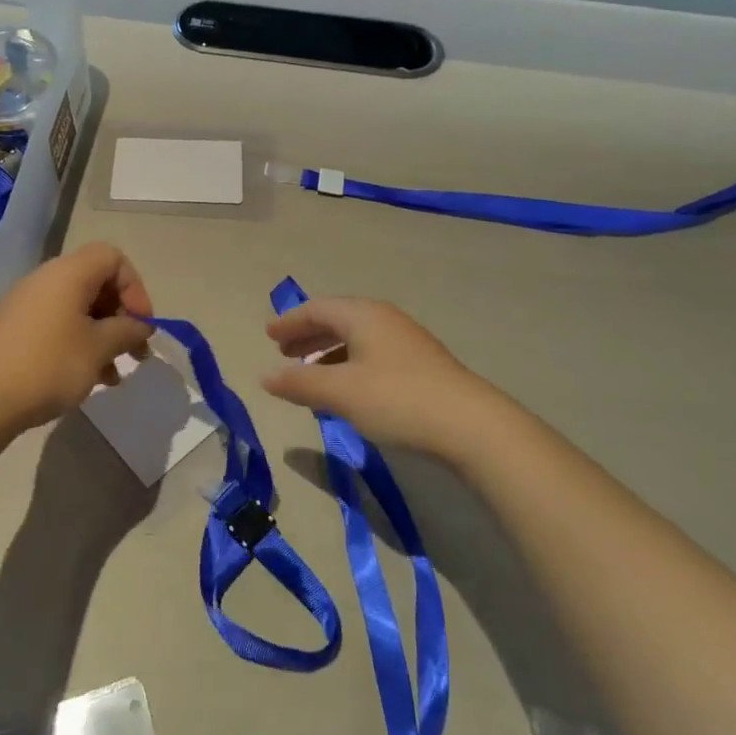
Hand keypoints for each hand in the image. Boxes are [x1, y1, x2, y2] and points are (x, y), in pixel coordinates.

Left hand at [0, 242, 155, 434]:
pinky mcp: (14, 328)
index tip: (141, 324)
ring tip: (113, 374)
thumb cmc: (49, 365)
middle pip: (96, 282)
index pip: (112, 258)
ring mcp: (26, 304)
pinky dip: (78, 343)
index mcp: (69, 273)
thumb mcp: (99, 348)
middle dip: (120, 315)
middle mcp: (46, 279)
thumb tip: (140, 326)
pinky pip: (57, 324)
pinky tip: (86, 377)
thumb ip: (127, 331)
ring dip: (102, 335)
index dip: (135, 287)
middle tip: (134, 350)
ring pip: (77, 308)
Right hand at [262, 297, 509, 461]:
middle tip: (284, 352)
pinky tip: (346, 390)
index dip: (290, 321)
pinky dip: (348, 364)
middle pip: (337, 320)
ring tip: (310, 374)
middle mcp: (384, 319)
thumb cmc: (397, 399)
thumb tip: (265, 376)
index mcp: (363, 315)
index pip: (317, 309)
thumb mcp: (340, 392)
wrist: (470, 425)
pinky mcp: (420, 365)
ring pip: (356, 339)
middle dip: (308, 335)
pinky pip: (371, 354)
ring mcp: (406, 342)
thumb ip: (299, 383)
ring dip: (328, 352)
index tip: (268, 335)